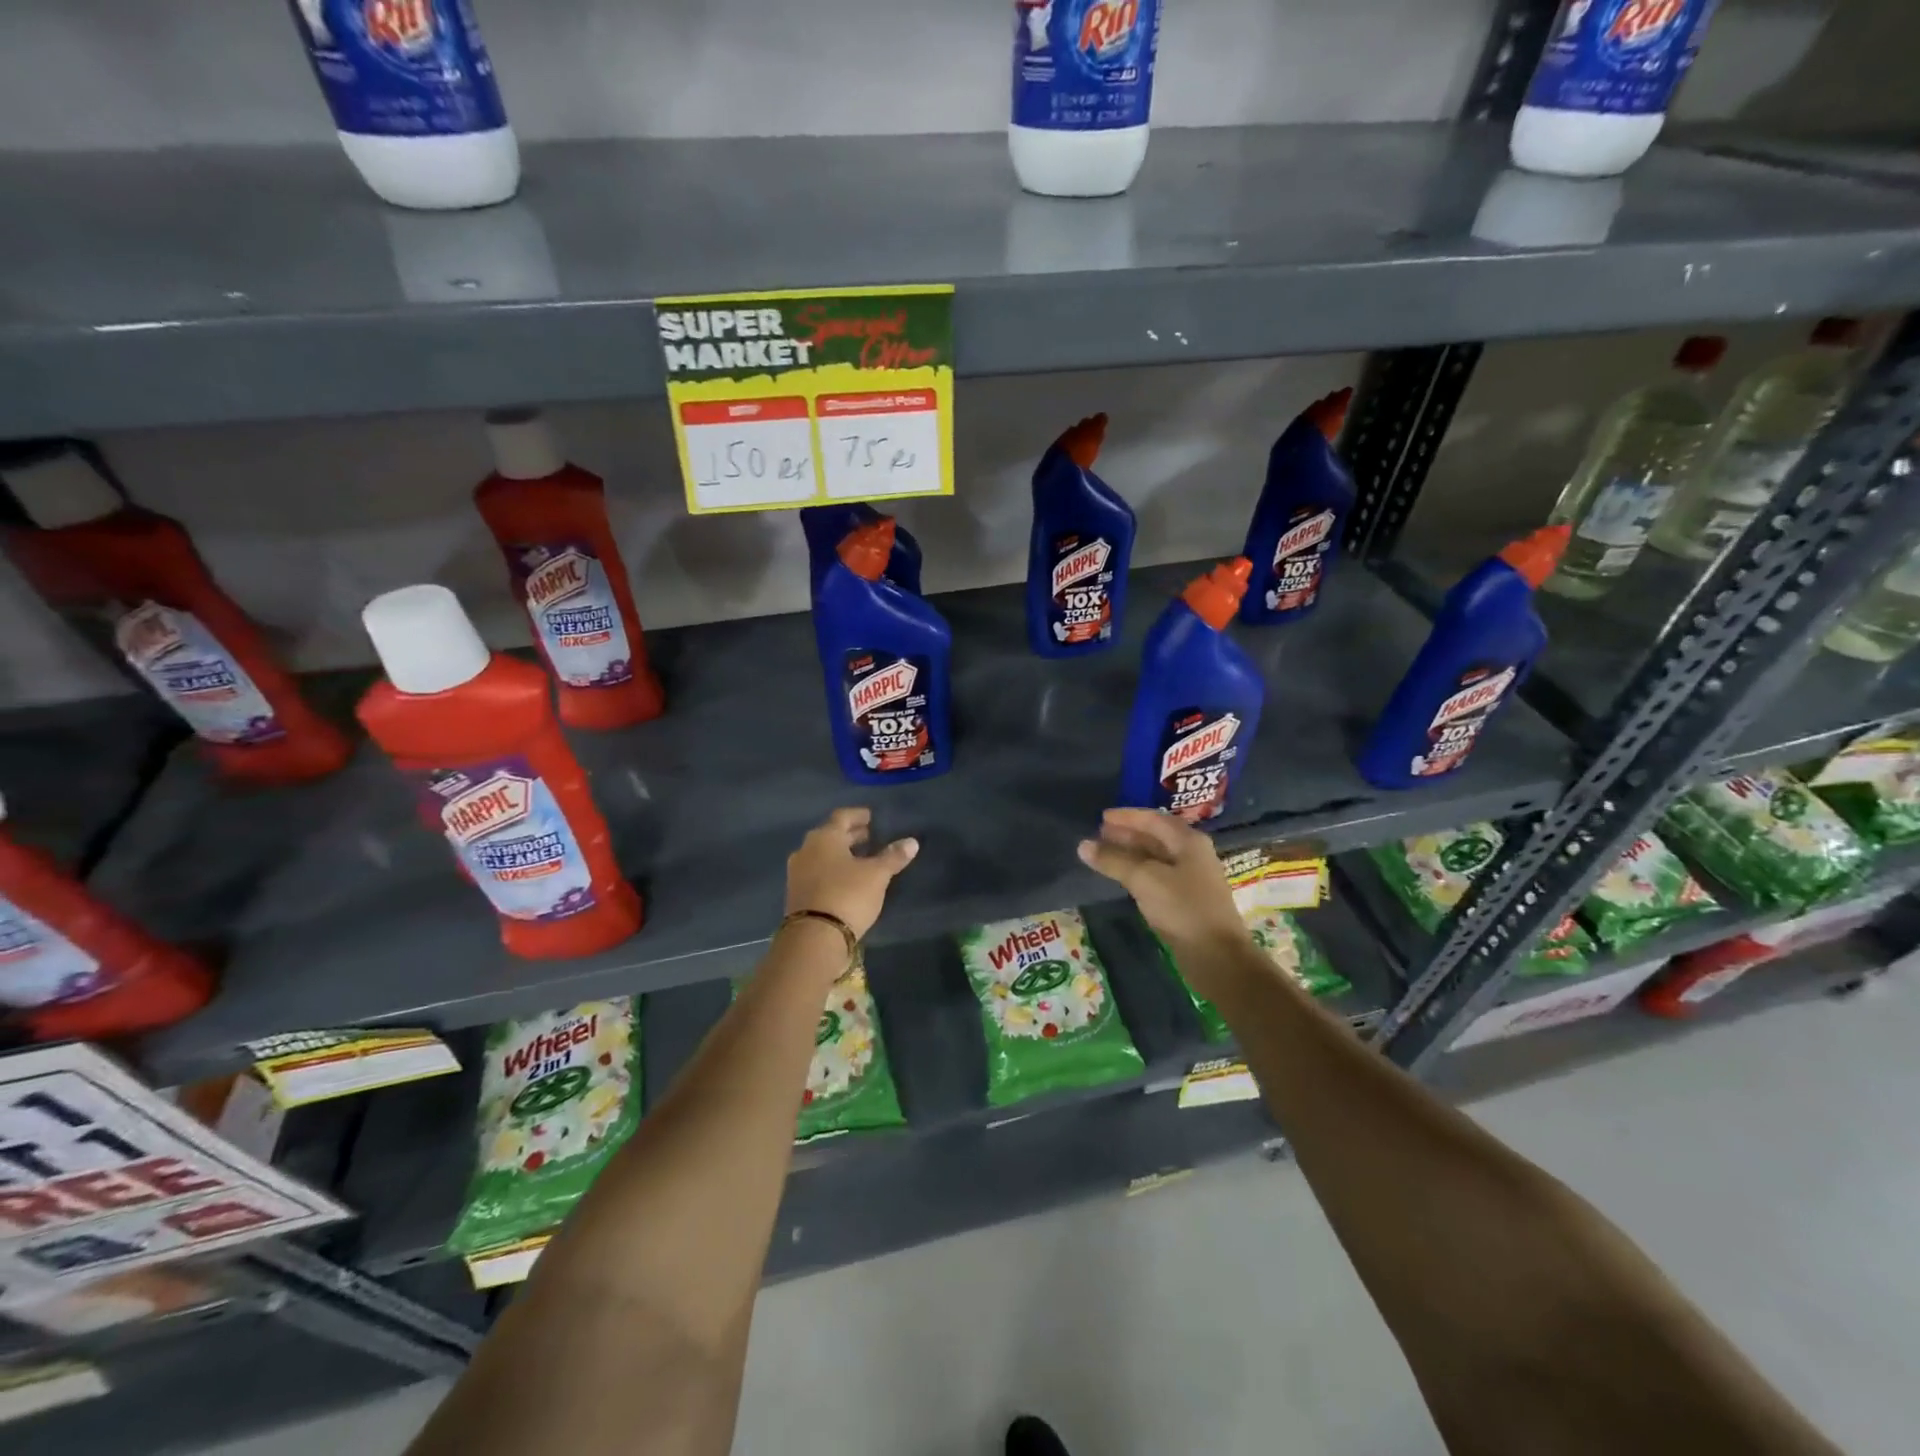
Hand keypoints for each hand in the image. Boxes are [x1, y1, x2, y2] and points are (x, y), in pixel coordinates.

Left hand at [784, 808, 917, 939]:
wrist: (814, 938)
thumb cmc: (848, 895)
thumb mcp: (876, 875)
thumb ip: (893, 856)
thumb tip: (912, 841)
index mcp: (824, 837)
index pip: (842, 817)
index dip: (858, 815)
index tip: (871, 817)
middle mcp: (806, 850)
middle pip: (831, 835)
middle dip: (851, 836)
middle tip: (870, 837)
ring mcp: (798, 873)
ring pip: (823, 855)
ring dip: (841, 854)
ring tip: (862, 859)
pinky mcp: (796, 894)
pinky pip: (817, 873)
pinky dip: (833, 870)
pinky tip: (847, 880)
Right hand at [1078, 809, 1243, 954]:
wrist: (1217, 956)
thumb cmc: (1182, 908)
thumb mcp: (1144, 879)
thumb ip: (1113, 860)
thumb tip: (1083, 845)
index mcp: (1188, 841)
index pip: (1153, 819)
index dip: (1126, 817)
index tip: (1101, 817)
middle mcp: (1192, 854)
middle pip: (1155, 837)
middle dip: (1127, 834)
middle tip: (1099, 834)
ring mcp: (1191, 878)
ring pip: (1156, 857)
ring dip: (1130, 853)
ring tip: (1105, 854)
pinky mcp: (1186, 900)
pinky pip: (1157, 876)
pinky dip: (1138, 872)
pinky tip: (1123, 877)